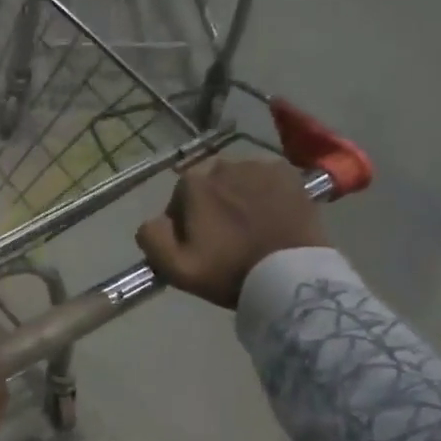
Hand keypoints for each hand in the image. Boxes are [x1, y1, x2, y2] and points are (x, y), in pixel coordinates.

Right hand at [135, 157, 327, 308]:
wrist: (289, 276)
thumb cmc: (229, 272)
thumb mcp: (175, 267)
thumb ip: (151, 237)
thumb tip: (154, 220)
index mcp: (192, 183)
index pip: (178, 199)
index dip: (184, 223)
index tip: (198, 246)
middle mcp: (224, 164)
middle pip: (209, 186)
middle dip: (211, 206)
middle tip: (225, 237)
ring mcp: (260, 166)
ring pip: (238, 180)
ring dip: (238, 198)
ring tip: (250, 228)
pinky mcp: (289, 173)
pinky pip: (266, 179)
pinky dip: (265, 194)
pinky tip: (271, 217)